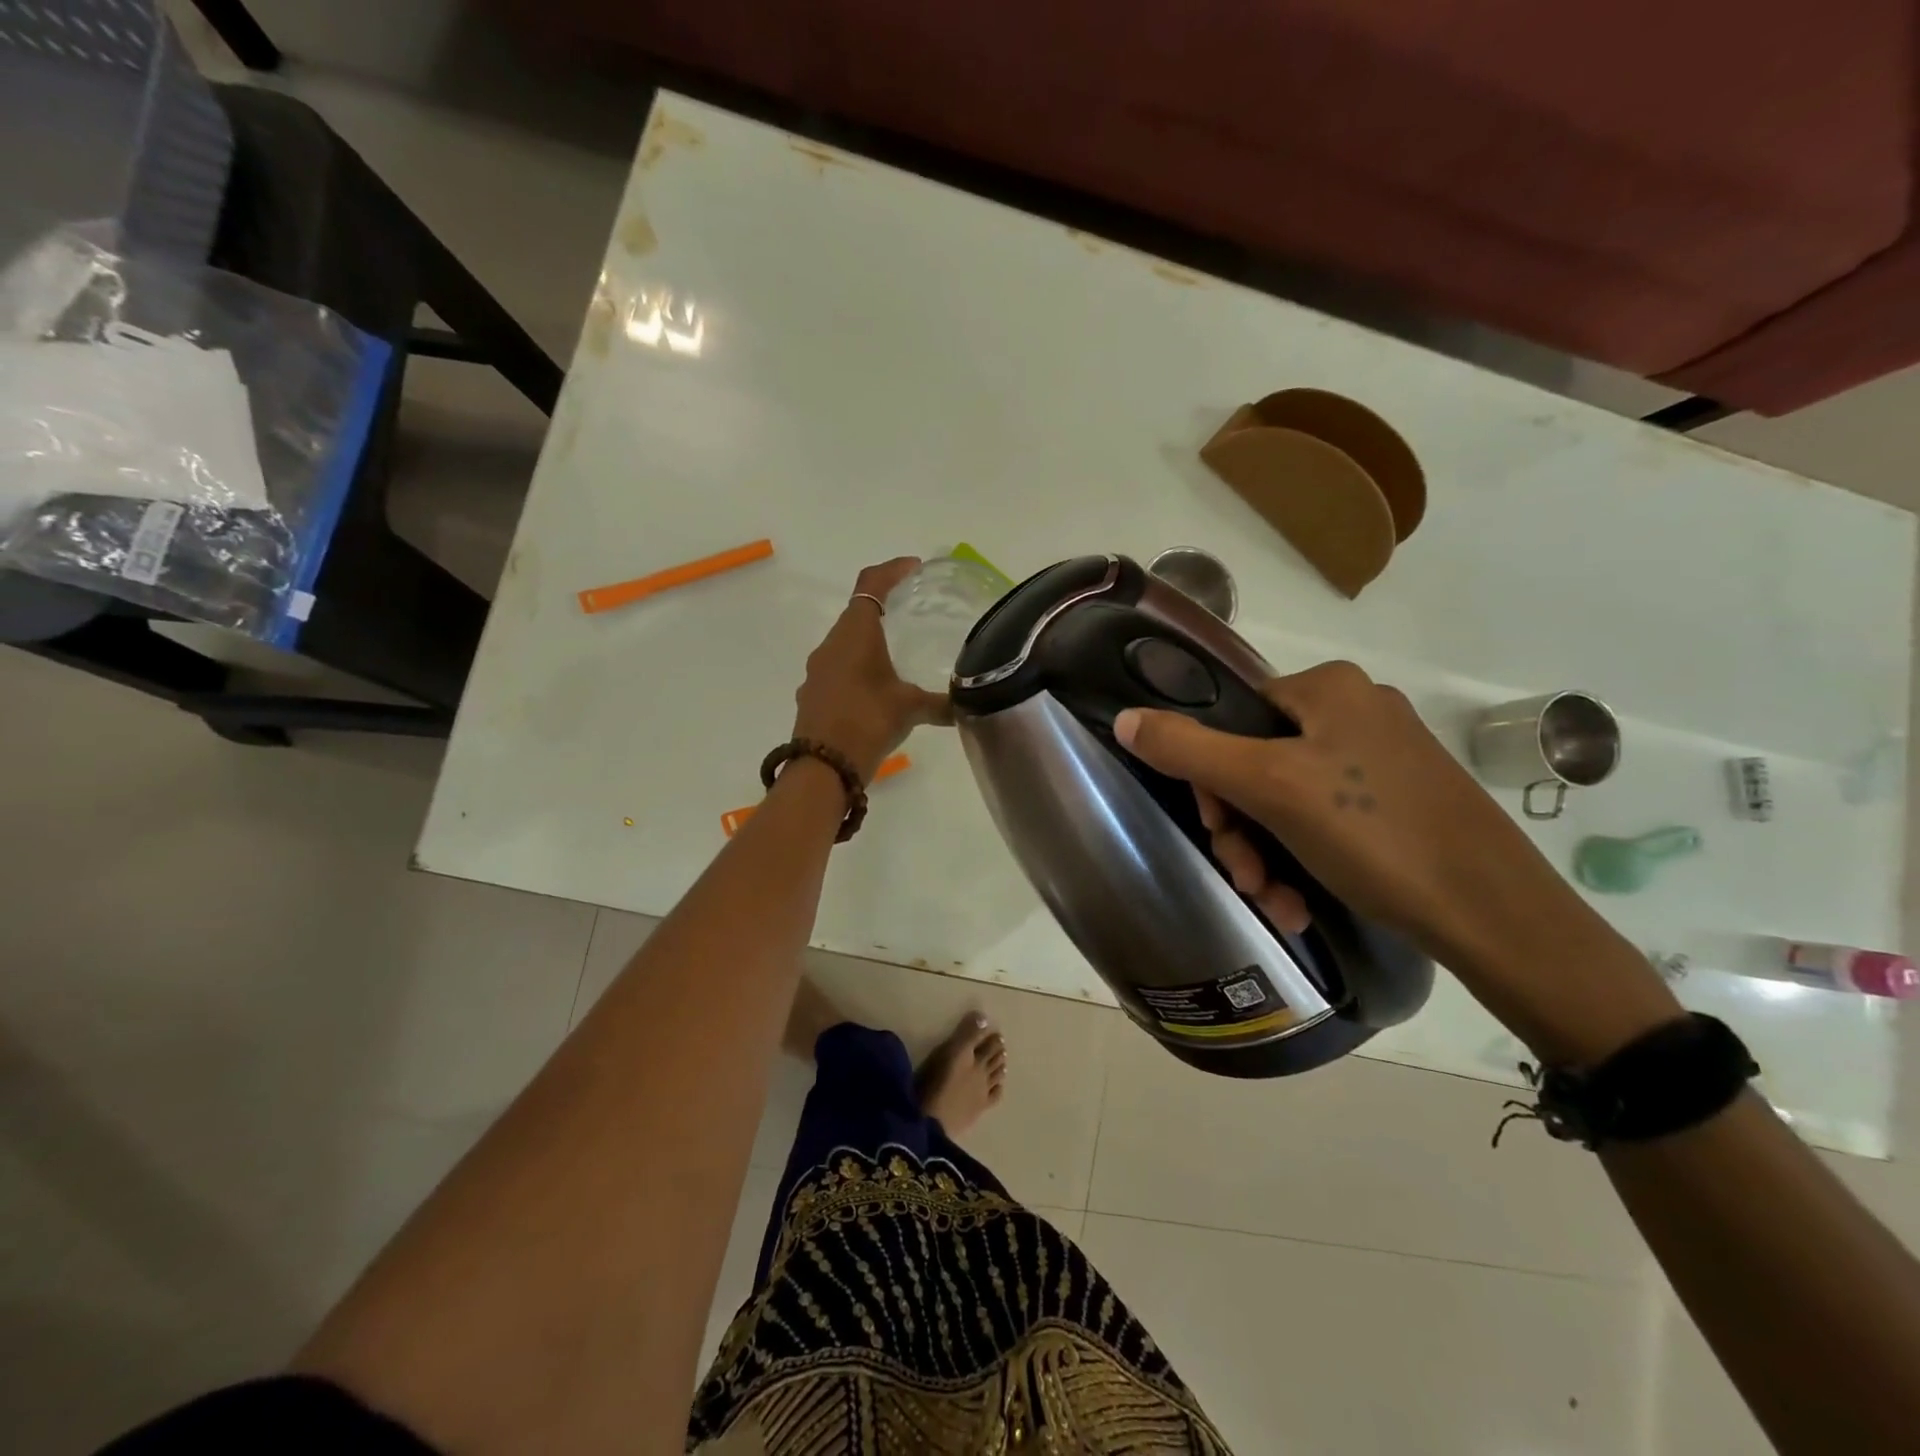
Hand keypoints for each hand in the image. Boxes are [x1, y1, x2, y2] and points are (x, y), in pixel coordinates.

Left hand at [792, 558, 952, 781]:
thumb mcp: (911, 709)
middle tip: (913, 612)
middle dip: (884, 608)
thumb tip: (969, 706)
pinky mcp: (814, 694)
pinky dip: (858, 668)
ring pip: (846, 643)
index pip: (871, 584)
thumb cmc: (867, 721)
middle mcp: (831, 644)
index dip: (892, 570)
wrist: (823, 767)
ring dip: (869, 641)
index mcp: (855, 633)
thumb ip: (942, 704)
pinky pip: (838, 668)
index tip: (914, 568)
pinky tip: (876, 691)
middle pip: (857, 612)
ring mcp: (818, 670)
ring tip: (898, 654)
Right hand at [1113, 661, 1576, 969]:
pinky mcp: (1399, 801)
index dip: (1210, 778)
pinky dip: (1303, 859)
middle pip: (1256, 762)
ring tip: (1275, 902)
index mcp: (1328, 687)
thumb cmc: (1374, 834)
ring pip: (1287, 799)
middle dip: (1241, 828)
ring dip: (1267, 854)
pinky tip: (1300, 902)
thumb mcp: (1269, 787)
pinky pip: (1325, 820)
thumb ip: (1189, 749)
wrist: (1495, 915)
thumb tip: (1124, 718)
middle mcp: (1355, 710)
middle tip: (1246, 877)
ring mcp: (1381, 757)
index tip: (1217, 830)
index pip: (1231, 718)